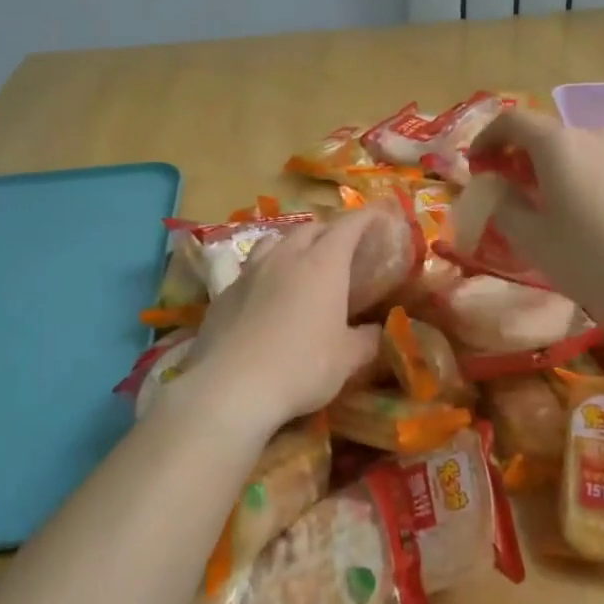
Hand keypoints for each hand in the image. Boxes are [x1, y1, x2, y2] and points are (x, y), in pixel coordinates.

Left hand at [179, 210, 383, 437]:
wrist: (231, 387)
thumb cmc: (301, 367)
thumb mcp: (347, 360)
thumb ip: (367, 340)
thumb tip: (376, 330)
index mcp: (323, 264)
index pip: (348, 226)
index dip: (366, 217)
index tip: (378, 215)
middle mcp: (286, 256)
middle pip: (310, 228)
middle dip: (330, 231)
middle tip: (343, 247)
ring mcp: (250, 271)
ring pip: (274, 241)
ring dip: (292, 244)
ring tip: (300, 260)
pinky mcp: (225, 292)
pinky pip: (249, 269)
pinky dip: (265, 271)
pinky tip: (265, 293)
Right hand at [467, 110, 603, 328]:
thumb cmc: (599, 259)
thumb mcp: (535, 242)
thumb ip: (504, 207)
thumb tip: (495, 186)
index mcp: (559, 146)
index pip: (512, 121)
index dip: (488, 137)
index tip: (478, 163)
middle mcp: (598, 134)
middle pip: (552, 138)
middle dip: (528, 161)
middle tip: (522, 196)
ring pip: (589, 154)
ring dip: (569, 173)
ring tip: (572, 214)